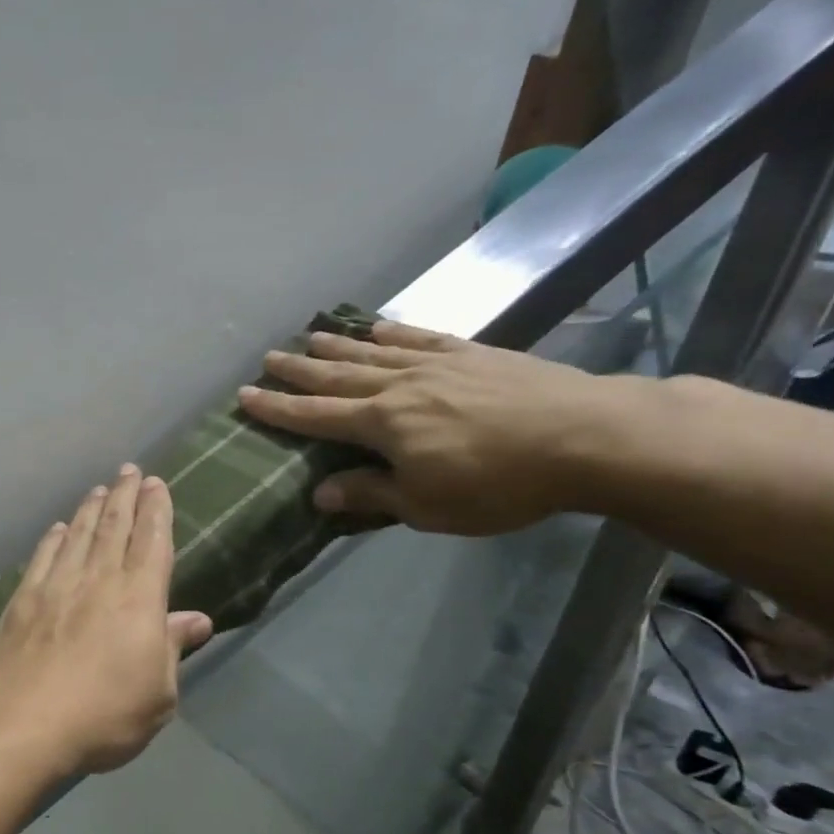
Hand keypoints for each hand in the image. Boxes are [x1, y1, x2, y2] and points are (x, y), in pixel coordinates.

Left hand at [0, 466, 213, 773]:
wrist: (24, 723)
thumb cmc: (104, 714)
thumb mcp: (158, 693)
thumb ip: (173, 648)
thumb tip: (197, 618)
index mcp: (138, 598)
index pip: (152, 542)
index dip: (156, 510)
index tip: (156, 484)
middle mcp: (98, 580)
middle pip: (114, 527)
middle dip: (125, 496)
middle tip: (129, 471)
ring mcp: (56, 586)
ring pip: (79, 535)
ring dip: (91, 509)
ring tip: (99, 489)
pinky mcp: (23, 600)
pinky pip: (43, 557)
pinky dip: (53, 538)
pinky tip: (58, 528)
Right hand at [237, 320, 642, 535]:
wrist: (588, 437)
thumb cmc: (499, 484)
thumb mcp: (427, 507)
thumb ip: (371, 494)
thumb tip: (319, 492)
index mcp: (383, 425)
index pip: (315, 416)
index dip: (278, 408)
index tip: (245, 396)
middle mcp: (399, 387)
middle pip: (337, 376)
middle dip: (299, 369)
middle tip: (268, 357)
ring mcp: (437, 365)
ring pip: (374, 352)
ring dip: (338, 345)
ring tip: (310, 336)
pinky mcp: (473, 354)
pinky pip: (421, 339)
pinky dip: (393, 332)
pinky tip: (379, 327)